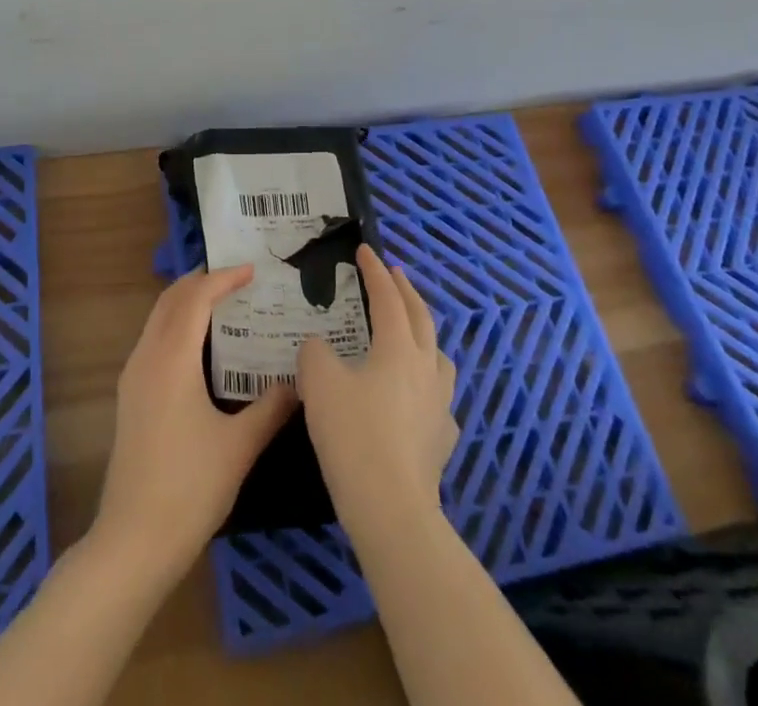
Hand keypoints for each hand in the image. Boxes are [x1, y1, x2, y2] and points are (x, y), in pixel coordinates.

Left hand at [92, 265, 297, 581]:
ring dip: (187, 302)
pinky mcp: (130, 396)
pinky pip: (153, 339)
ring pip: (158, 318)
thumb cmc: (190, 487)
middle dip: (201, 281)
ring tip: (224, 305)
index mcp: (172, 359)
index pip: (196, 298)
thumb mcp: (240, 446)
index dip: (223, 278)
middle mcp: (147, 357)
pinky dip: (177, 325)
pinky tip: (201, 347)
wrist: (134, 540)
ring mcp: (133, 377)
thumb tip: (299, 382)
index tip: (252, 270)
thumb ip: (271, 407)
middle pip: (171, 299)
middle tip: (237, 278)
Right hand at [299, 245, 458, 541]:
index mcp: (397, 347)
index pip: (387, 297)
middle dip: (405, 291)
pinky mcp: (443, 439)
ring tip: (411, 332)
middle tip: (394, 273)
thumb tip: (320, 347)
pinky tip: (416, 398)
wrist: (391, 508)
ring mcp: (440, 404)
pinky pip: (439, 399)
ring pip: (439, 356)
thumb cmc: (353, 435)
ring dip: (424, 334)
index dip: (375, 271)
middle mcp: (425, 367)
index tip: (366, 250)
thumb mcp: (318, 383)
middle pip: (420, 317)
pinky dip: (427, 385)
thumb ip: (315, 353)